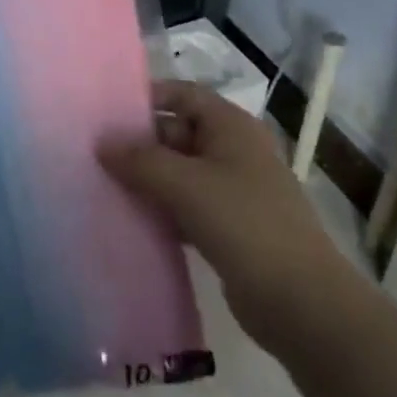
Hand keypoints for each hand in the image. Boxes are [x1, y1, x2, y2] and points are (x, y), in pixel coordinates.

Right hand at [99, 80, 360, 353]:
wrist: (302, 302)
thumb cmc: (244, 224)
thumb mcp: (185, 184)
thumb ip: (139, 160)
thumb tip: (101, 142)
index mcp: (231, 126)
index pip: (182, 94)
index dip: (146, 98)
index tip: (105, 112)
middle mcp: (234, 150)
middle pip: (177, 132)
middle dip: (139, 143)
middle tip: (94, 153)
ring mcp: (233, 190)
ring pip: (179, 172)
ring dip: (146, 178)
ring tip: (102, 184)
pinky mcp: (229, 226)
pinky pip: (185, 205)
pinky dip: (160, 208)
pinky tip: (130, 218)